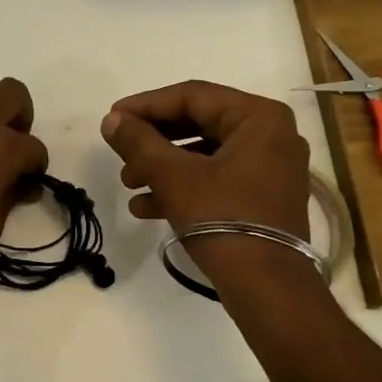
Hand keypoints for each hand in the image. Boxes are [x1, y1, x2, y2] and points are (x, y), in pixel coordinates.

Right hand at [100, 81, 310, 239]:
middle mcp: (271, 135)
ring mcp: (270, 168)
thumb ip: (139, 142)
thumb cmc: (223, 218)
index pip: (193, 96)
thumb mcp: (174, 176)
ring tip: (129, 184)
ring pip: (204, 155)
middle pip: (198, 124)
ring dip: (162, 167)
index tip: (112, 118)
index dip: (146, 105)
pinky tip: (146, 207)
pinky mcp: (263, 197)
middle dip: (154, 141)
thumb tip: (111, 120)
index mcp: (259, 117)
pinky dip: (183, 187)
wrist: (266, 285)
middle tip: (120, 153)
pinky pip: (217, 179)